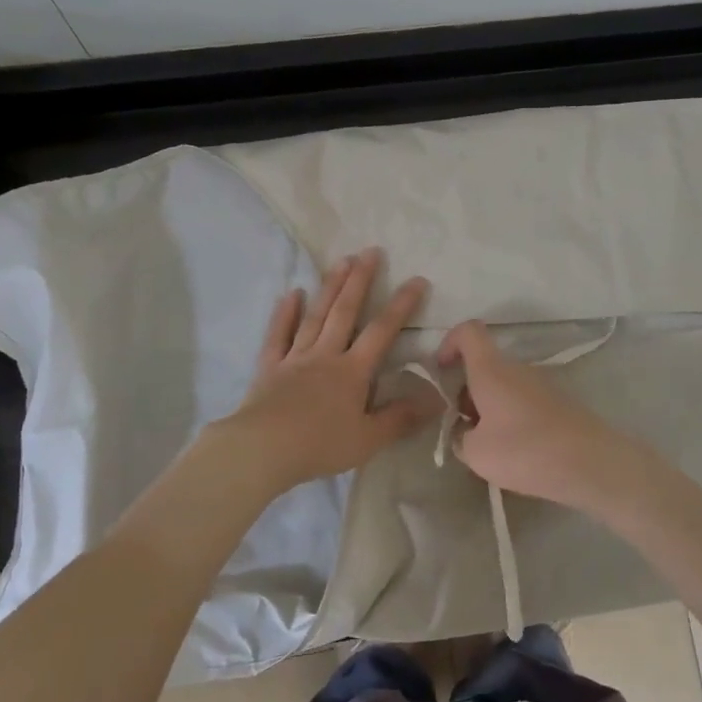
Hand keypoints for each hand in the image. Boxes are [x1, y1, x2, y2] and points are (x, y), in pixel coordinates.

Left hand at [210, 249, 435, 493]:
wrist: (263, 450)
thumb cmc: (320, 445)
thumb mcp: (369, 439)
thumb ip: (402, 418)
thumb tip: (437, 400)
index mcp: (353, 372)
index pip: (382, 332)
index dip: (401, 305)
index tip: (416, 280)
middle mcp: (326, 355)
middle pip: (345, 311)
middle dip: (360, 280)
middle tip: (371, 251)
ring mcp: (295, 357)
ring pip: (315, 315)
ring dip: (330, 287)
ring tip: (341, 260)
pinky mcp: (270, 366)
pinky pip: (278, 335)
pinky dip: (284, 313)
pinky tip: (291, 293)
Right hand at [435, 319, 668, 517]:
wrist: (592, 464)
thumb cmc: (526, 450)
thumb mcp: (477, 454)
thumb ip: (460, 439)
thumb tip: (465, 433)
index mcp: (492, 370)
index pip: (468, 332)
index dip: (449, 342)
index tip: (440, 370)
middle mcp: (517, 369)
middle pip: (484, 365)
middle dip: (467, 391)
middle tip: (464, 428)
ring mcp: (541, 385)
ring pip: (503, 387)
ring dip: (489, 409)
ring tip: (490, 448)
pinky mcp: (559, 404)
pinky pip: (523, 403)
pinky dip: (511, 419)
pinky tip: (517, 453)